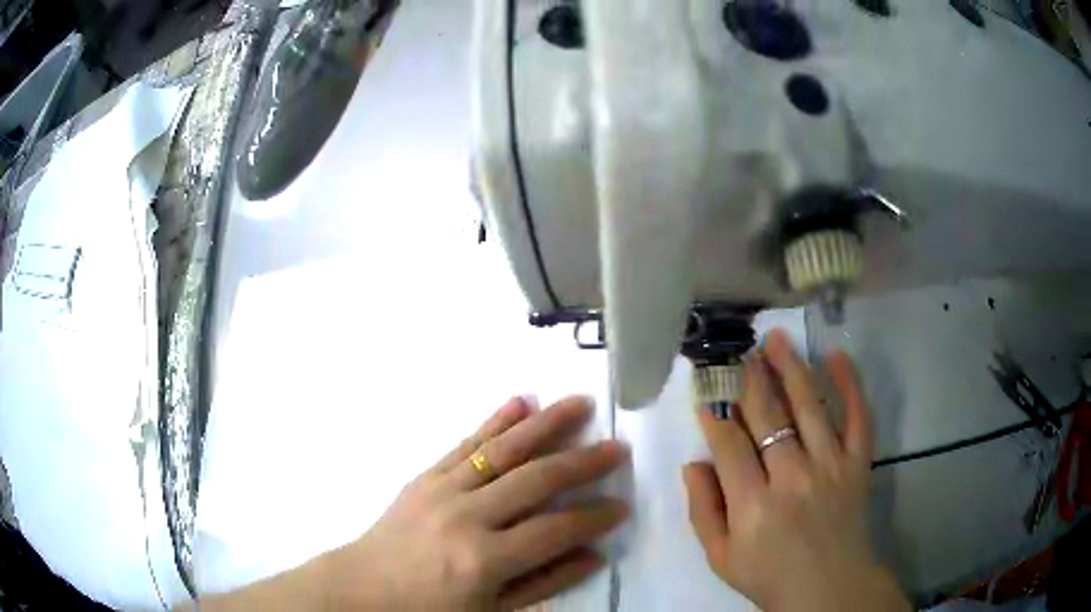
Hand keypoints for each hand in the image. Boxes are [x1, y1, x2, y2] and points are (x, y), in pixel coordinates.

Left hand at [323, 396, 627, 609]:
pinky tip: (520, 401)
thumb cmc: (429, 610)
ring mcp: (442, 489)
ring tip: (581, 403)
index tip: (623, 504)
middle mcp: (467, 517)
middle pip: (536, 480)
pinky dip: (495, 421)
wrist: (364, 588)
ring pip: (503, 449)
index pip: (556, 529)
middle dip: (583, 462)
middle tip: (619, 446)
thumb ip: (545, 584)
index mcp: (485, 560)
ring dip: (546, 424)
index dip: (594, 517)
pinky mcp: (425, 476)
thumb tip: (594, 554)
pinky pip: (464, 443)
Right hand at [683, 330, 909, 611]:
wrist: (829, 589)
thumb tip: (693, 464)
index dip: (714, 413)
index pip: (729, 444)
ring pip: (810, 406)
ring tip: (777, 338)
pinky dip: (849, 384)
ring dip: (791, 367)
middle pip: (768, 415)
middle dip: (749, 378)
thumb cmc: (770, 576)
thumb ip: (703, 512)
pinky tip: (836, 356)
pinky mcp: (859, 464)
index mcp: (753, 505)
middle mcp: (793, 478)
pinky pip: (858, 417)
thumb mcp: (721, 558)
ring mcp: (831, 466)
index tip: (706, 390)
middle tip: (739, 351)